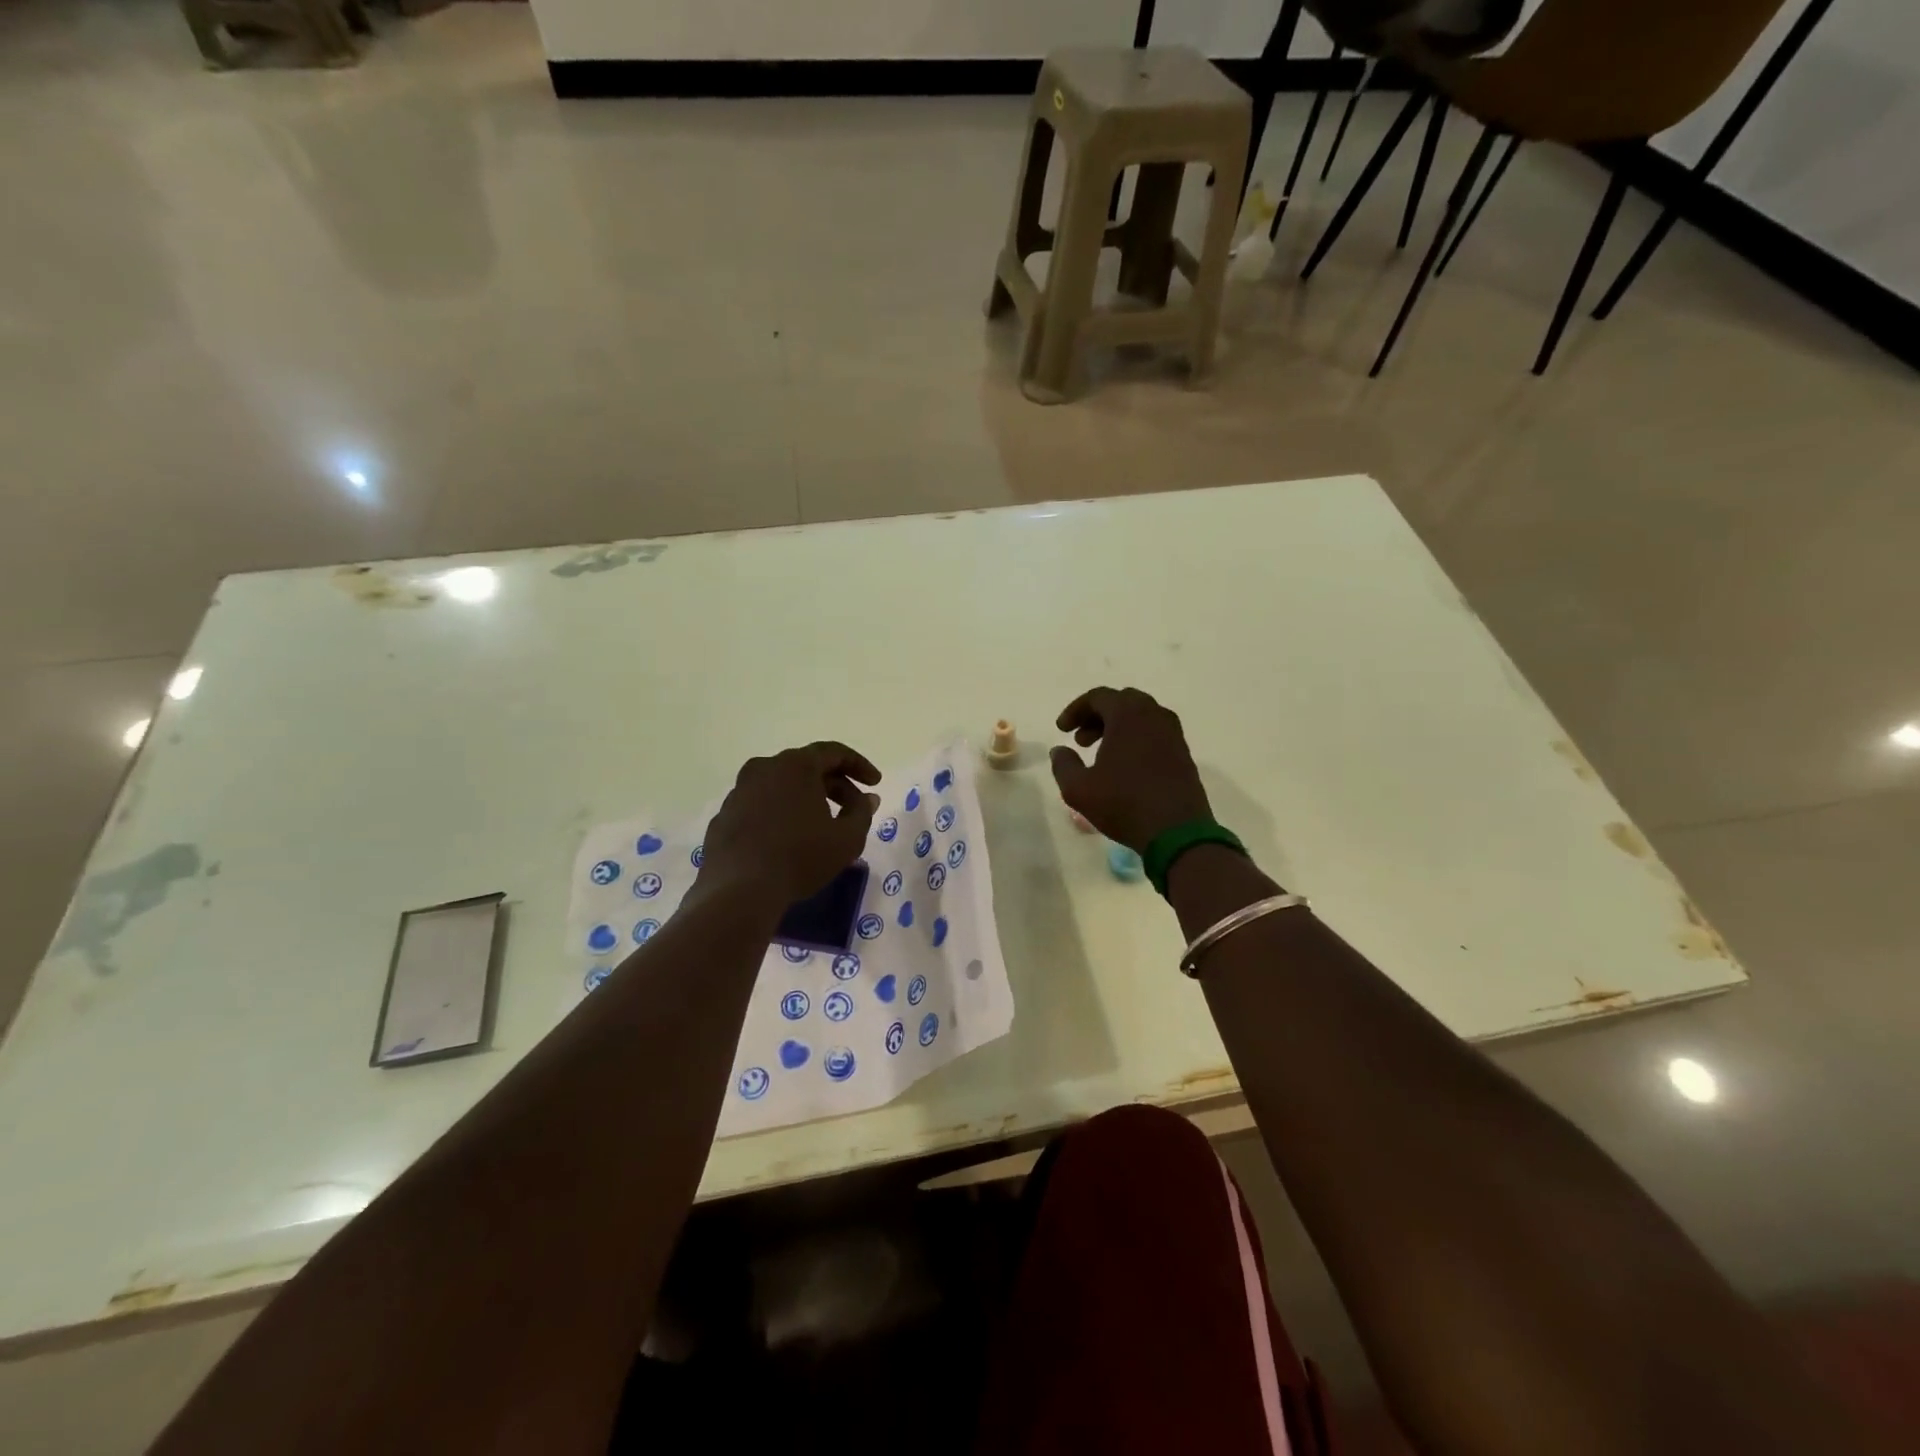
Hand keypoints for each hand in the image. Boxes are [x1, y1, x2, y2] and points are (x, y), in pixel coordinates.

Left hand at [697, 742, 881, 910]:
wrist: (739, 890)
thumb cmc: (801, 857)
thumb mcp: (847, 838)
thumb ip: (862, 812)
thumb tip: (867, 798)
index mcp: (795, 765)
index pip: (834, 752)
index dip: (859, 765)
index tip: (875, 783)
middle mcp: (764, 768)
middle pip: (807, 767)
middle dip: (835, 785)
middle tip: (854, 808)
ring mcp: (739, 791)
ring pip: (781, 786)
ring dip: (806, 799)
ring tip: (821, 825)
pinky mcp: (724, 815)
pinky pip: (760, 806)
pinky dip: (780, 814)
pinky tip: (788, 840)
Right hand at [1049, 687, 1212, 852]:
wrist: (1176, 832)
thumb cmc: (1123, 804)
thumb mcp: (1078, 789)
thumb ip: (1063, 764)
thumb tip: (1060, 750)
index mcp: (1128, 715)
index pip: (1098, 697)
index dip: (1075, 710)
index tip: (1062, 730)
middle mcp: (1154, 715)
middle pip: (1121, 702)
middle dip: (1097, 716)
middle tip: (1081, 740)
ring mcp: (1173, 734)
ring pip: (1141, 717)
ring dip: (1117, 727)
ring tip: (1100, 753)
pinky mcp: (1183, 753)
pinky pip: (1155, 733)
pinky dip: (1136, 738)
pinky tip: (1124, 765)